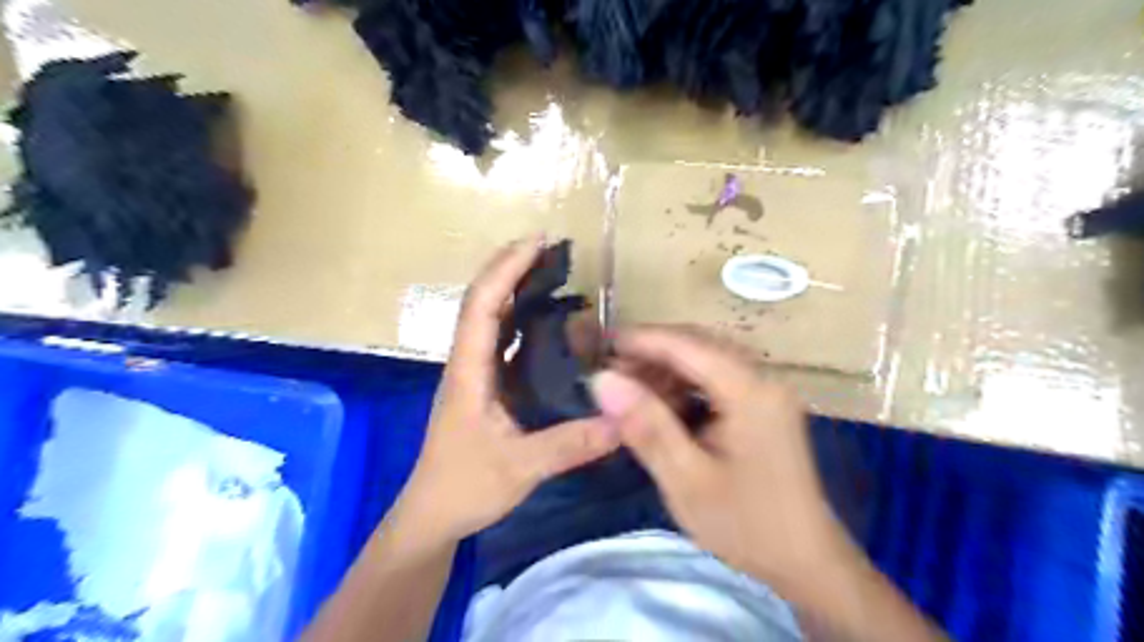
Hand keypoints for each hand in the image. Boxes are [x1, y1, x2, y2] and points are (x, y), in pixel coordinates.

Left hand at [397, 237, 624, 547]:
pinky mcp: (484, 389)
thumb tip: (621, 421)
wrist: (433, 515)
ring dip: (515, 290)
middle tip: (549, 248)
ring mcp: (474, 375)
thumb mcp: (520, 468)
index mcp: (468, 373)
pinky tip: (550, 323)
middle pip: (482, 302)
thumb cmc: (464, 487)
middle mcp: (468, 364)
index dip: (505, 269)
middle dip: (511, 268)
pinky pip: (502, 343)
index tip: (535, 242)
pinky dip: (522, 321)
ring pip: (491, 319)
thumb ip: (570, 445)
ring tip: (551, 273)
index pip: (482, 306)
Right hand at [595, 326, 852, 601]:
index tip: (602, 345)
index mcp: (750, 391)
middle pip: (700, 345)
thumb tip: (602, 379)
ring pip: (708, 359)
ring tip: (631, 388)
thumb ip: (646, 424)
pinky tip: (663, 404)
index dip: (642, 339)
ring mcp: (767, 391)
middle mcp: (763, 379)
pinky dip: (685, 384)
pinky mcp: (764, 406)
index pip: (688, 345)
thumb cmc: (745, 523)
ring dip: (668, 368)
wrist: (804, 560)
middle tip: (612, 372)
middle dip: (653, 352)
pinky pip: (718, 379)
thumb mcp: (686, 478)